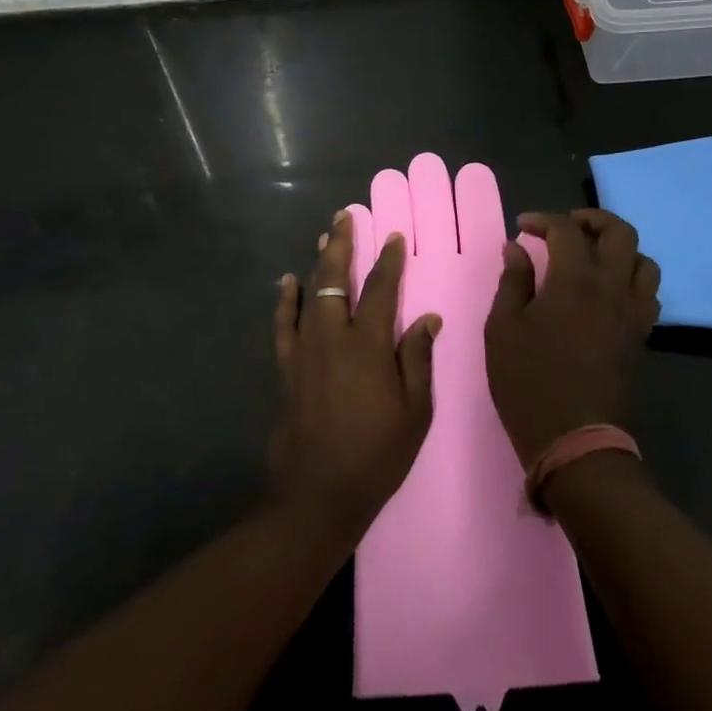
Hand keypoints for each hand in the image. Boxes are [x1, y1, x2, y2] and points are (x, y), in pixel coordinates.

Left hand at [268, 210, 440, 547]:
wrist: (318, 493)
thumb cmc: (376, 455)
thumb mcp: (415, 412)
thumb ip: (417, 360)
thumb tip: (427, 318)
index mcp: (369, 345)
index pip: (381, 290)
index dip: (389, 261)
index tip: (394, 236)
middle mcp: (334, 337)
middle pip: (337, 279)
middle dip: (343, 245)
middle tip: (345, 217)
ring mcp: (306, 350)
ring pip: (311, 293)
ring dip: (318, 262)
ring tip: (324, 236)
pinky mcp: (287, 368)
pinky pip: (284, 324)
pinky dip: (285, 300)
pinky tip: (287, 282)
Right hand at [485, 209, 660, 468]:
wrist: (576, 441)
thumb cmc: (530, 382)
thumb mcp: (503, 329)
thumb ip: (513, 282)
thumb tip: (517, 248)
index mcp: (575, 280)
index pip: (567, 230)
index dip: (543, 220)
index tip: (522, 227)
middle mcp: (612, 287)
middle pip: (620, 233)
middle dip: (593, 219)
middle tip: (566, 227)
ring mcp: (633, 313)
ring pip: (644, 261)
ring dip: (619, 249)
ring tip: (592, 256)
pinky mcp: (640, 336)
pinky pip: (648, 293)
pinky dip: (631, 280)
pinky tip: (608, 292)